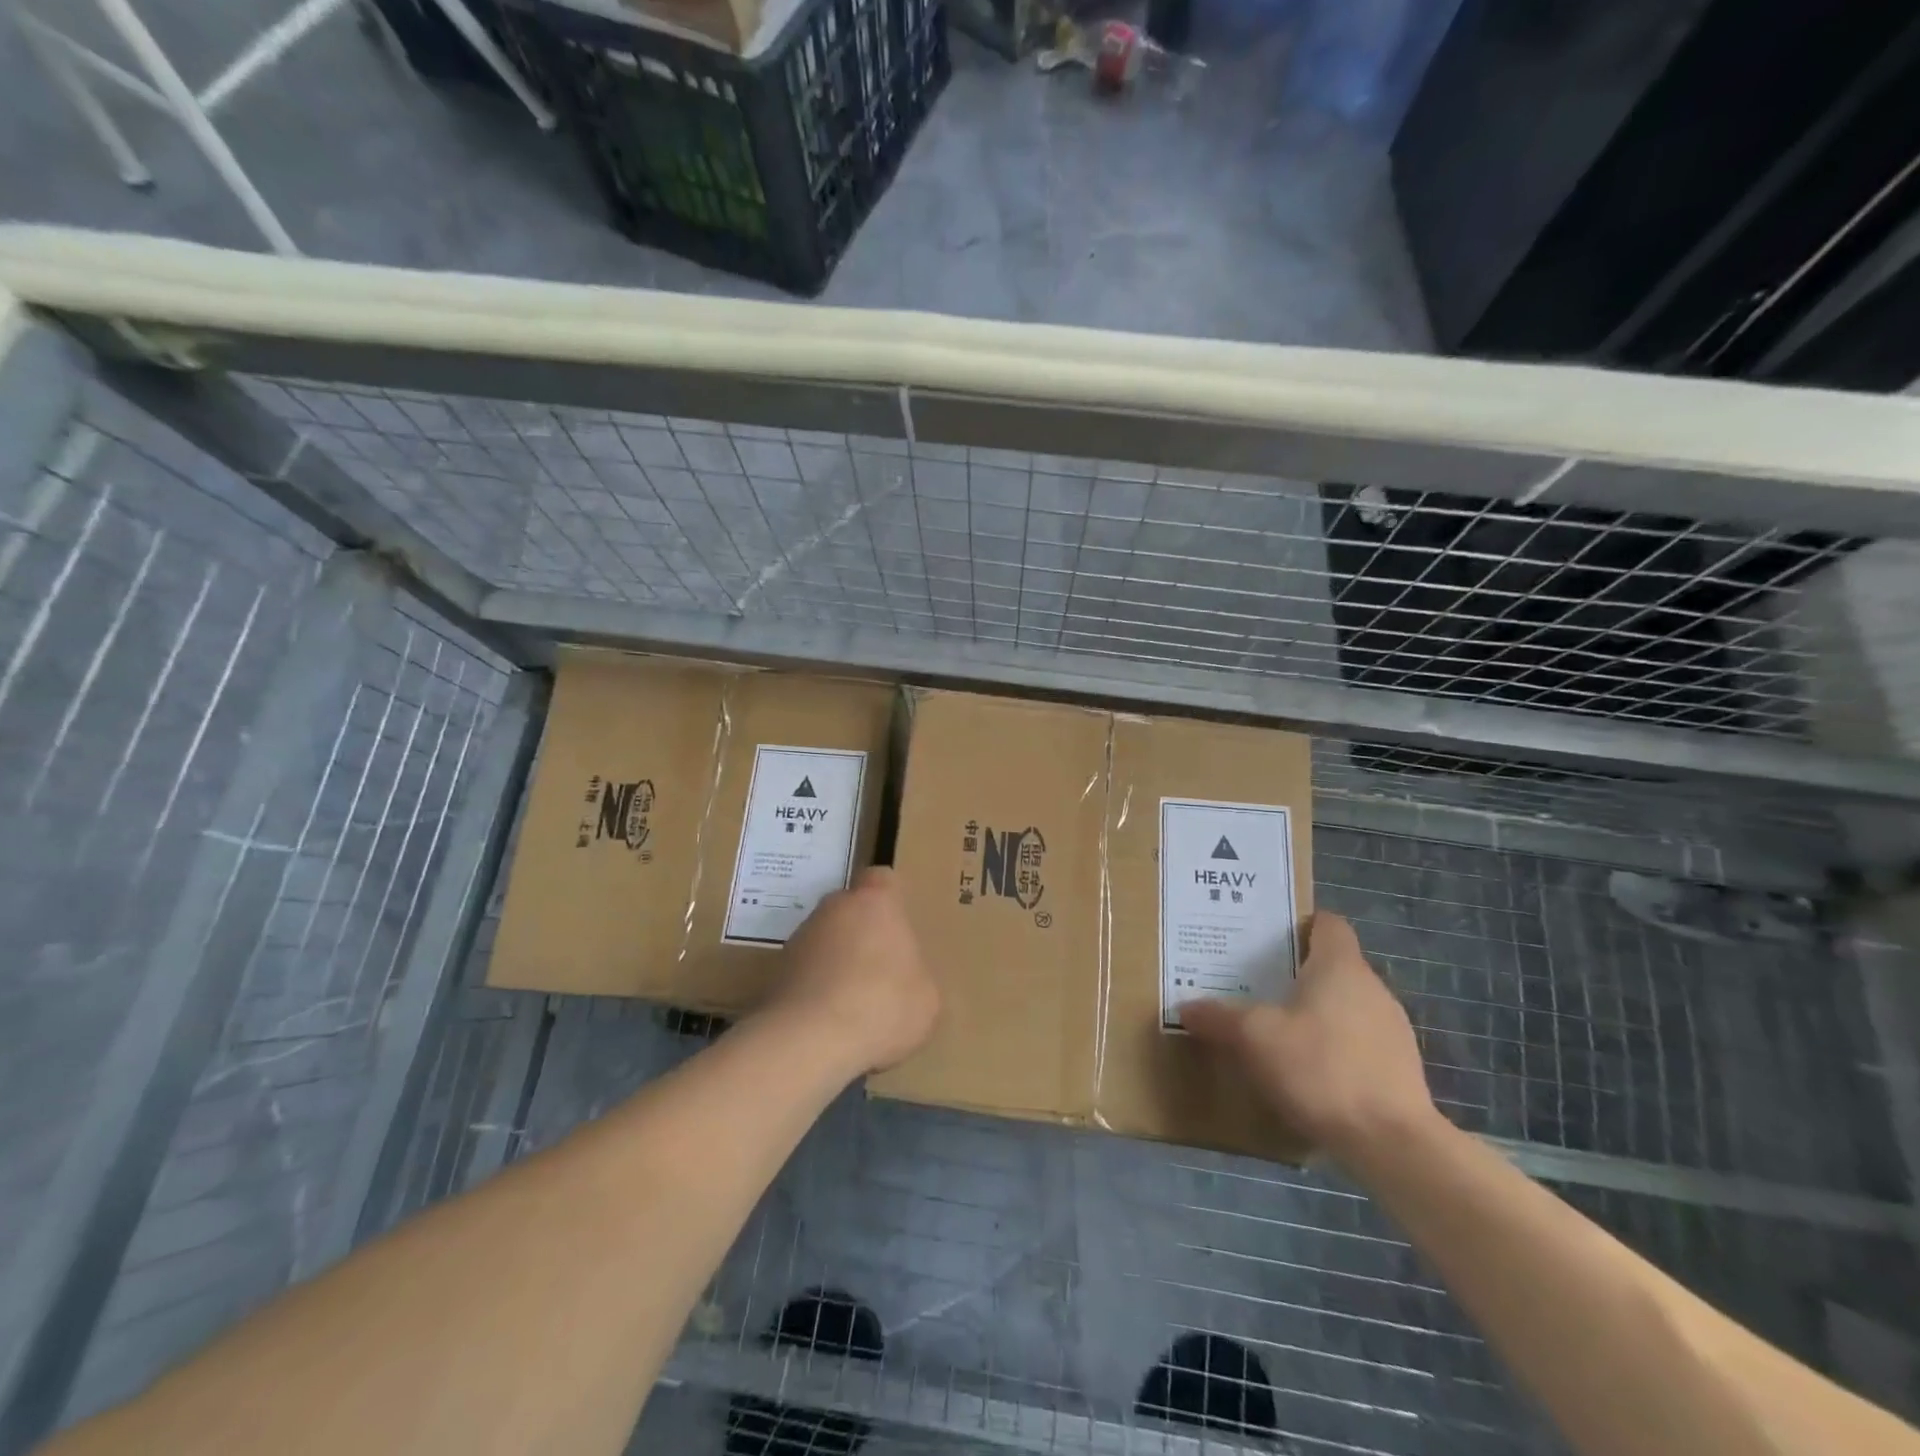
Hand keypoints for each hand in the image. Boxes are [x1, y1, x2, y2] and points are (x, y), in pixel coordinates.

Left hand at [768, 866, 939, 1075]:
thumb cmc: (882, 1005)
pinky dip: (815, 989)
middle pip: (850, 909)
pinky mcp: (775, 971)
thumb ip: (916, 976)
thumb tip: (905, 982)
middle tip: (881, 971)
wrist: (809, 1040)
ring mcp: (799, 938)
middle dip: (863, 933)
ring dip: (836, 962)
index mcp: (875, 902)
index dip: (891, 900)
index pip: (882, 879)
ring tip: (852, 1005)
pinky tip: (828, 1022)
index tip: (899, 927)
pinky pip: (805, 972)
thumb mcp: (927, 998)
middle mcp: (834, 908)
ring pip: (825, 940)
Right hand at [1181, 913, 1438, 1163]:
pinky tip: (1308, 1074)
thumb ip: (1218, 1017)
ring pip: (1346, 1007)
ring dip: (1316, 1015)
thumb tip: (1186, 1006)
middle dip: (1297, 974)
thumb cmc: (1320, 1068)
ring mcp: (1393, 1031)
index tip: (1268, 940)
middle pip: (1333, 966)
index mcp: (1340, 967)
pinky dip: (1334, 1049)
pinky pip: (1359, 1044)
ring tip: (1277, 1033)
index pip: (1328, 924)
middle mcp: (1372, 988)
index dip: (1300, 925)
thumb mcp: (1254, 1038)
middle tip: (1254, 986)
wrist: (1392, 1145)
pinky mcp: (1401, 1071)